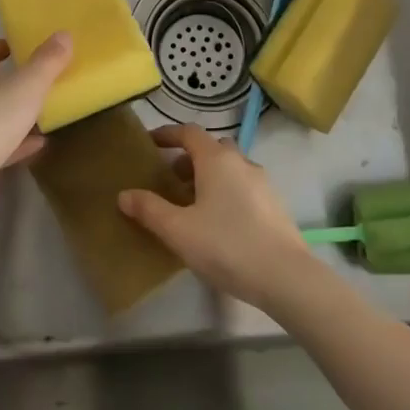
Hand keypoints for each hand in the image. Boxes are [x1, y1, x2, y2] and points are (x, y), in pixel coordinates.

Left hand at [0, 34, 72, 231]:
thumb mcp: (27, 85)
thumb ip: (47, 61)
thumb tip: (64, 34)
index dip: (2, 47)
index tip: (24, 46)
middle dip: (11, 80)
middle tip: (42, 77)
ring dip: (15, 113)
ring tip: (44, 109)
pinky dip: (18, 143)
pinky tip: (40, 143)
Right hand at [118, 124, 318, 311]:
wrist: (285, 276)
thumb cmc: (226, 246)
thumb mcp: (178, 230)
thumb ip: (149, 209)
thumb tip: (124, 194)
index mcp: (216, 159)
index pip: (189, 132)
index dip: (167, 134)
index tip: (150, 143)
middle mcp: (241, 162)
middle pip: (212, 148)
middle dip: (189, 158)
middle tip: (170, 179)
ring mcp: (262, 182)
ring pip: (230, 168)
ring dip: (209, 176)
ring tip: (192, 204)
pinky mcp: (274, 204)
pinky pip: (243, 186)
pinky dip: (226, 191)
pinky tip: (219, 222)